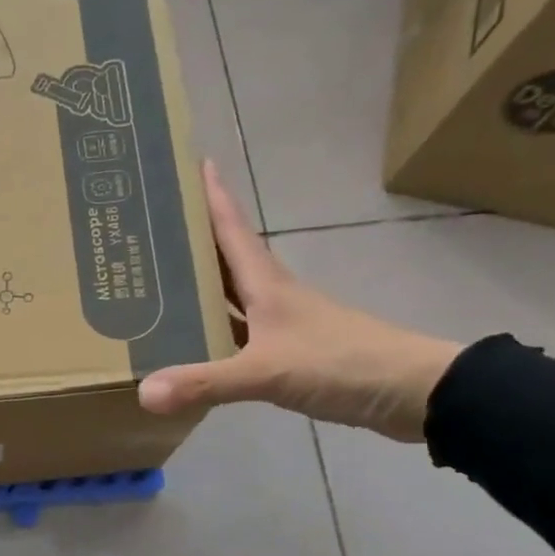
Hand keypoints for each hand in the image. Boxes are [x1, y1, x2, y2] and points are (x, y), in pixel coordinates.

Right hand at [138, 161, 462, 441]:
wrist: (410, 392)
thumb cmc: (341, 363)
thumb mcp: (268, 372)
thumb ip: (207, 381)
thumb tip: (144, 392)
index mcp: (268, 285)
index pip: (233, 229)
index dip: (213, 197)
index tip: (192, 163)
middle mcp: (273, 297)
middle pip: (227, 259)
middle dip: (194, 241)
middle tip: (151, 229)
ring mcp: (283, 326)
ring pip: (231, 298)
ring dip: (200, 288)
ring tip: (158, 284)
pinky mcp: (289, 354)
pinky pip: (238, 335)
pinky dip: (213, 333)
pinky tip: (193, 345)